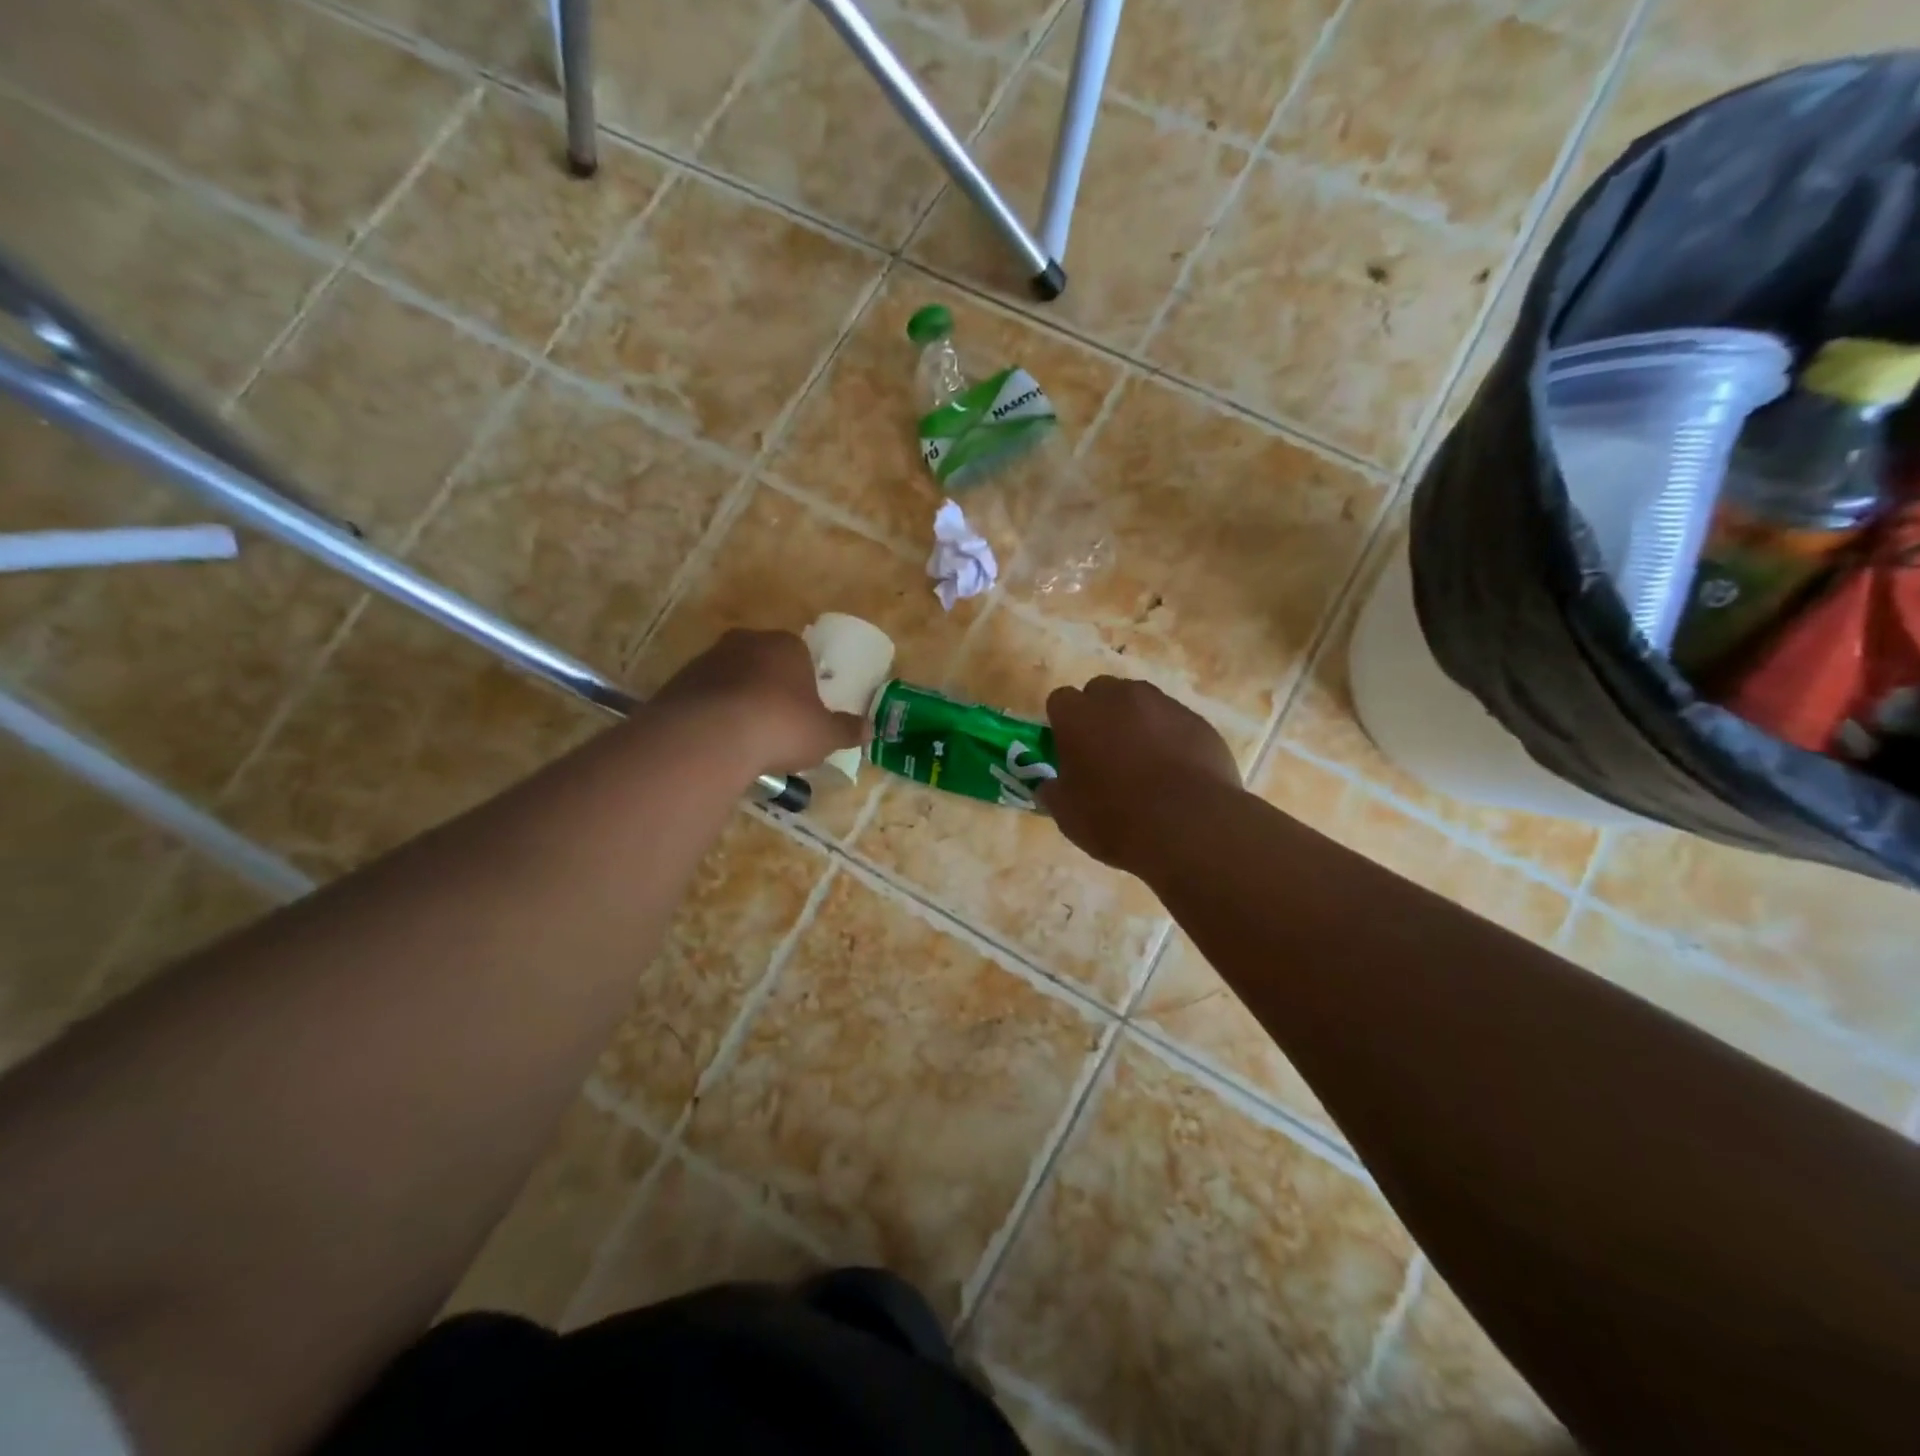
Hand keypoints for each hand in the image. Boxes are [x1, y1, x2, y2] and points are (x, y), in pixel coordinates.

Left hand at [654, 629, 866, 778]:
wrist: (711, 736)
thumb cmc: (780, 726)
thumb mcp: (824, 735)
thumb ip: (846, 730)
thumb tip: (870, 729)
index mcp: (786, 645)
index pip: (800, 655)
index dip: (804, 683)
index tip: (804, 710)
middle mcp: (746, 642)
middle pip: (763, 662)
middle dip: (769, 687)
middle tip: (776, 723)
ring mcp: (708, 659)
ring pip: (731, 678)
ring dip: (738, 700)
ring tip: (745, 738)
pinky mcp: (679, 681)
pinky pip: (704, 697)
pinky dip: (712, 714)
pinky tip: (719, 741)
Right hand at [1039, 676, 1241, 871]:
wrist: (1189, 826)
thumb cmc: (1115, 819)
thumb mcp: (1067, 814)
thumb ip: (1054, 791)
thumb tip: (1051, 786)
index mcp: (1077, 715)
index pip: (1060, 701)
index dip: (1063, 724)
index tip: (1068, 750)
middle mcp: (1118, 697)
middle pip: (1101, 691)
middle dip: (1099, 714)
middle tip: (1103, 752)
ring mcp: (1162, 705)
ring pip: (1140, 702)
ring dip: (1136, 722)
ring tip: (1143, 762)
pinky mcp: (1197, 721)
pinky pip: (1174, 722)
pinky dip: (1170, 738)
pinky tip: (1175, 772)